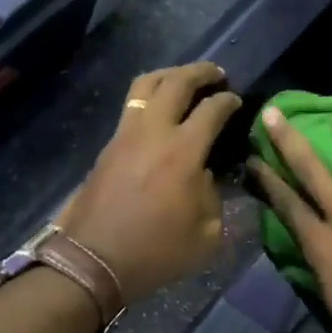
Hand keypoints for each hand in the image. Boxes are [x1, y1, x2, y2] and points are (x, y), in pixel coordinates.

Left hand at [60, 63, 242, 303]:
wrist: (94, 261)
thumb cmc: (157, 252)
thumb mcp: (207, 234)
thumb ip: (213, 195)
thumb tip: (203, 174)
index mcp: (184, 151)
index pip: (212, 109)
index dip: (228, 101)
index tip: (237, 101)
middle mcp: (154, 131)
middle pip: (176, 81)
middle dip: (201, 71)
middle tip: (216, 73)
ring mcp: (126, 134)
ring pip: (146, 84)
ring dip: (170, 75)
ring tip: (184, 79)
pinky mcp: (109, 145)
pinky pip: (131, 105)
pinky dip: (150, 96)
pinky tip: (159, 108)